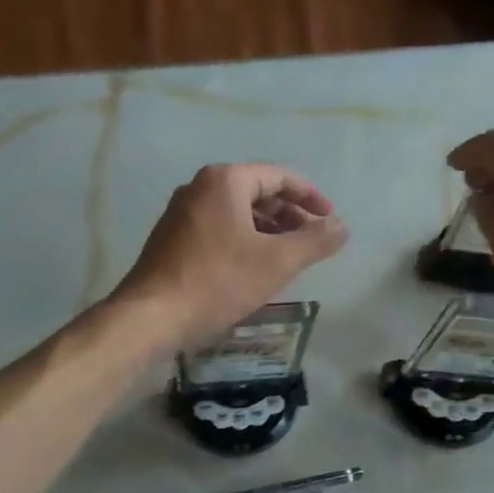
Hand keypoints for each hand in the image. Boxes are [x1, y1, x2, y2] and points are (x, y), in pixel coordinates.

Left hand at [111, 163, 348, 346]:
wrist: (152, 316)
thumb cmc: (218, 281)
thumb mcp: (277, 262)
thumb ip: (315, 241)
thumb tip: (342, 227)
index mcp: (225, 181)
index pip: (279, 176)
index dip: (310, 196)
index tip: (330, 219)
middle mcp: (199, 187)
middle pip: (256, 191)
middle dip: (289, 214)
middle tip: (311, 239)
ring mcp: (181, 213)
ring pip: (236, 212)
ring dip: (267, 229)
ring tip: (288, 255)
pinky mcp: (172, 239)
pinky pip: (218, 228)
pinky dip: (244, 239)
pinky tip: (254, 267)